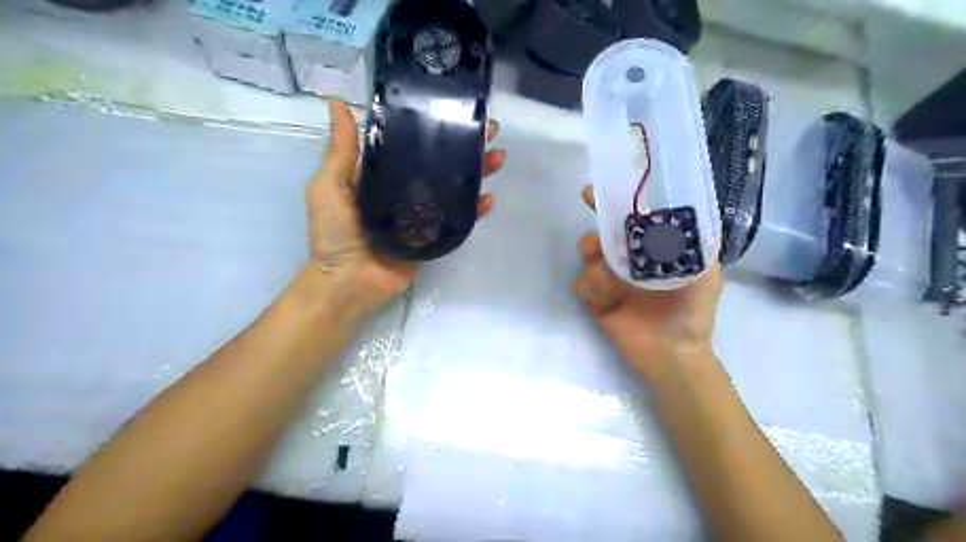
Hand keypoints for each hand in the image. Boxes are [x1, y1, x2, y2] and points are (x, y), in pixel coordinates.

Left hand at [307, 98, 506, 315]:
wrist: (347, 282)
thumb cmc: (334, 233)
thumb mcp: (329, 186)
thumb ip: (340, 151)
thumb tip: (336, 102)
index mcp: (382, 174)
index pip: (412, 143)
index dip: (433, 125)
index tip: (454, 109)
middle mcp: (406, 189)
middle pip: (440, 163)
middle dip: (465, 145)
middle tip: (489, 129)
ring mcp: (423, 214)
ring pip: (454, 187)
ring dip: (477, 172)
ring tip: (497, 157)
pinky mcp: (434, 236)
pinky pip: (457, 220)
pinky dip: (474, 209)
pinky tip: (488, 198)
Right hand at [567, 186, 719, 380]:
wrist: (673, 354)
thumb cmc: (691, 312)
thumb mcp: (705, 272)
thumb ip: (695, 242)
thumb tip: (674, 211)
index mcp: (650, 251)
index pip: (628, 221)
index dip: (610, 205)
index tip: (593, 194)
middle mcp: (627, 261)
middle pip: (600, 236)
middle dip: (595, 236)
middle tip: (597, 246)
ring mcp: (609, 281)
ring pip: (587, 258)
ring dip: (593, 264)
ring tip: (608, 280)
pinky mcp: (595, 301)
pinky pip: (581, 284)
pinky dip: (590, 287)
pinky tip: (605, 299)